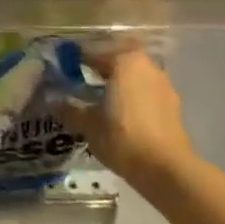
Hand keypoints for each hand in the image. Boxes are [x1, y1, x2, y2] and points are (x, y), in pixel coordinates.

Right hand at [63, 45, 200, 187]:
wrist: (167, 171)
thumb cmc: (123, 137)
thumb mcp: (88, 124)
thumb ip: (69, 108)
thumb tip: (51, 100)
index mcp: (125, 61)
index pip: (94, 52)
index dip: (76, 60)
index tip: (63, 69)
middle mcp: (147, 66)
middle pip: (118, 59)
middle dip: (100, 67)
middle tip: (82, 80)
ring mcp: (163, 85)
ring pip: (134, 75)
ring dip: (119, 82)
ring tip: (101, 99)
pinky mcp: (173, 106)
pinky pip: (146, 92)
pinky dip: (132, 96)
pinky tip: (121, 114)